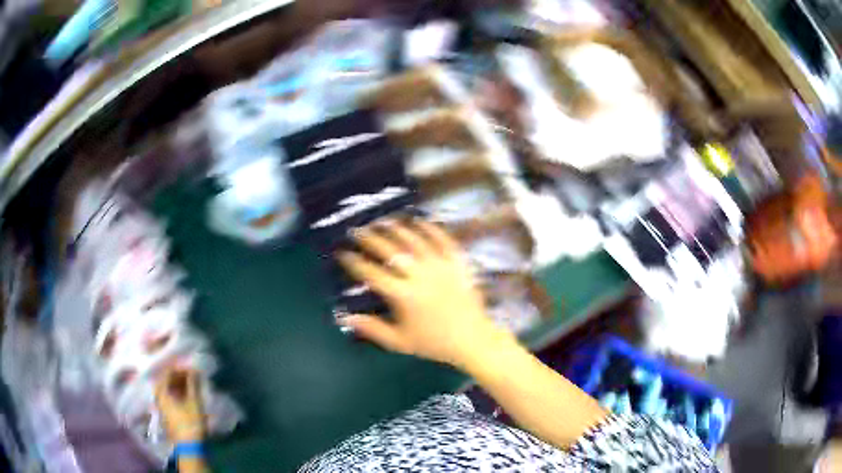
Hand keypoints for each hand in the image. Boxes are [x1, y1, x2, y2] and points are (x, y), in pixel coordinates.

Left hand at [155, 368, 205, 443]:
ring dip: (178, 385)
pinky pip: (169, 397)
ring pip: (167, 390)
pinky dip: (177, 393)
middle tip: (191, 375)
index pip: (167, 372)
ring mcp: (161, 407)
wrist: (190, 448)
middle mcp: (158, 397)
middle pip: (165, 381)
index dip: (178, 368)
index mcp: (162, 392)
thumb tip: (194, 368)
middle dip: (178, 376)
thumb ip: (193, 384)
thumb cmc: (191, 423)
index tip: (190, 367)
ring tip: (190, 385)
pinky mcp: (166, 414)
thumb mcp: (194, 403)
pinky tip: (186, 396)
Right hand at [337, 219, 511, 367]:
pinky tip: (418, 221)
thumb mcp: (399, 342)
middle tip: (357, 231)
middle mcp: (419, 275)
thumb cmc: (434, 342)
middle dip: (370, 238)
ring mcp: (440, 265)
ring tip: (382, 222)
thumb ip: (371, 328)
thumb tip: (344, 317)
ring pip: (414, 240)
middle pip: (390, 250)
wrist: (472, 339)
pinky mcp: (457, 261)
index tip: (343, 253)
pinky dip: (429, 227)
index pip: (372, 273)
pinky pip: (442, 238)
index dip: (354, 261)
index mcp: (403, 295)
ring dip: (395, 229)